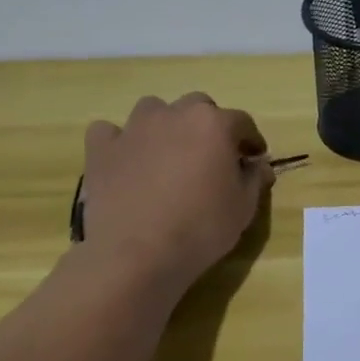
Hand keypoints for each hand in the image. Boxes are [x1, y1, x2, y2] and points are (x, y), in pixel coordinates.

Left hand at [74, 94, 273, 293]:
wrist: (137, 253)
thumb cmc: (201, 228)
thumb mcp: (243, 207)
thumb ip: (254, 179)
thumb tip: (257, 165)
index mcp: (214, 125)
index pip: (242, 122)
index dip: (251, 140)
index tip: (253, 158)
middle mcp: (174, 115)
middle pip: (197, 107)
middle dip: (207, 126)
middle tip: (210, 156)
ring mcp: (134, 128)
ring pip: (153, 110)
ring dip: (165, 125)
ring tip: (167, 154)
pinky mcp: (101, 148)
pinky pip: (110, 132)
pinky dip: (120, 142)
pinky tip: (126, 161)